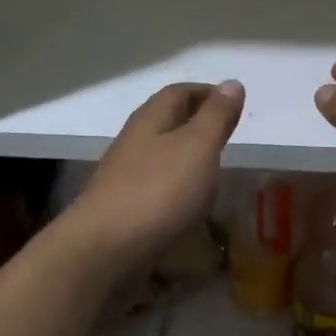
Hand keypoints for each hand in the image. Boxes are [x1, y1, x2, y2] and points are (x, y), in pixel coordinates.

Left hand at [61, 80, 245, 279]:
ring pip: (158, 155)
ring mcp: (123, 178)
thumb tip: (232, 83)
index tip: (232, 102)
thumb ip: (216, 117)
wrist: (103, 252)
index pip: (178, 93)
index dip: (206, 93)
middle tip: (226, 135)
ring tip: (213, 169)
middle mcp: (133, 142)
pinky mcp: (122, 210)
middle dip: (195, 122)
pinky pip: (154, 187)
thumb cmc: (157, 191)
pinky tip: (188, 204)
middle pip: (165, 122)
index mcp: (150, 120)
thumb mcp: (197, 147)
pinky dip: (175, 187)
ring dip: (184, 156)